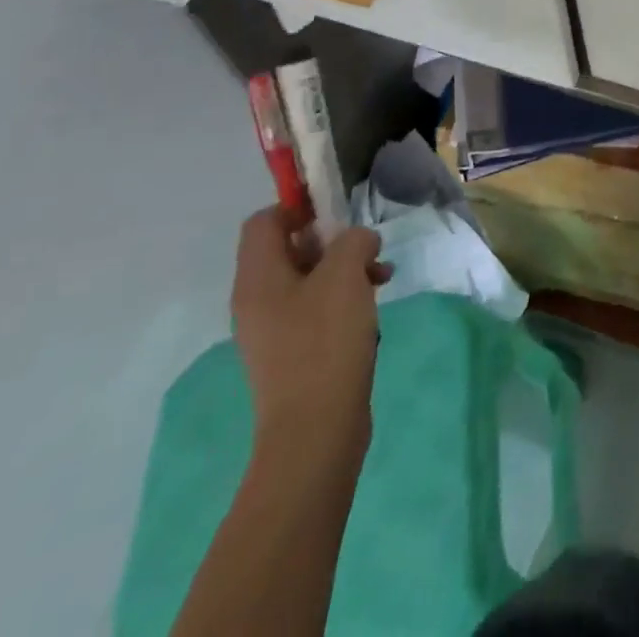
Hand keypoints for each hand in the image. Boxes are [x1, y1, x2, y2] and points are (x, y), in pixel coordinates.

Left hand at [231, 209, 385, 464]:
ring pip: (308, 279)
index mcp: (258, 278)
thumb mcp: (345, 274)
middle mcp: (256, 301)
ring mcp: (273, 330)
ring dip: (345, 269)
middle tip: (367, 249)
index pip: (264, 221)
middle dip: (333, 241)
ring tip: (382, 277)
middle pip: (289, 249)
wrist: (315, 430)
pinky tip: (372, 308)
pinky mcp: (293, 353)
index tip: (338, 215)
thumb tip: (357, 242)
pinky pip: (315, 309)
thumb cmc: (325, 342)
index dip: (299, 207)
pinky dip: (343, 298)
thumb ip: (353, 241)